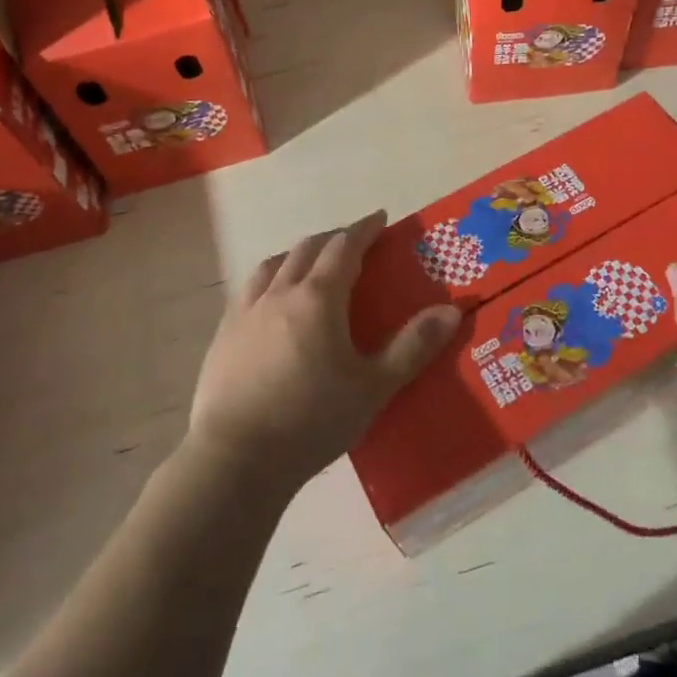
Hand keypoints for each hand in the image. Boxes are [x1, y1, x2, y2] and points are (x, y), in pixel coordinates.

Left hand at [186, 210, 460, 493]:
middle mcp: (280, 292)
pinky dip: (270, 279)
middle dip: (334, 238)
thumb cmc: (311, 421)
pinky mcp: (224, 334)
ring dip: (298, 254)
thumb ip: (413, 346)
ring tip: (311, 264)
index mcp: (318, 298)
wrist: (236, 459)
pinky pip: (250, 289)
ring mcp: (246, 311)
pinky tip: (272, 301)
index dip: (364, 229)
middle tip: (354, 242)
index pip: (344, 246)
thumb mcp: (373, 387)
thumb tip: (452, 310)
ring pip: (273, 264)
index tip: (380, 218)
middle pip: (308, 248)